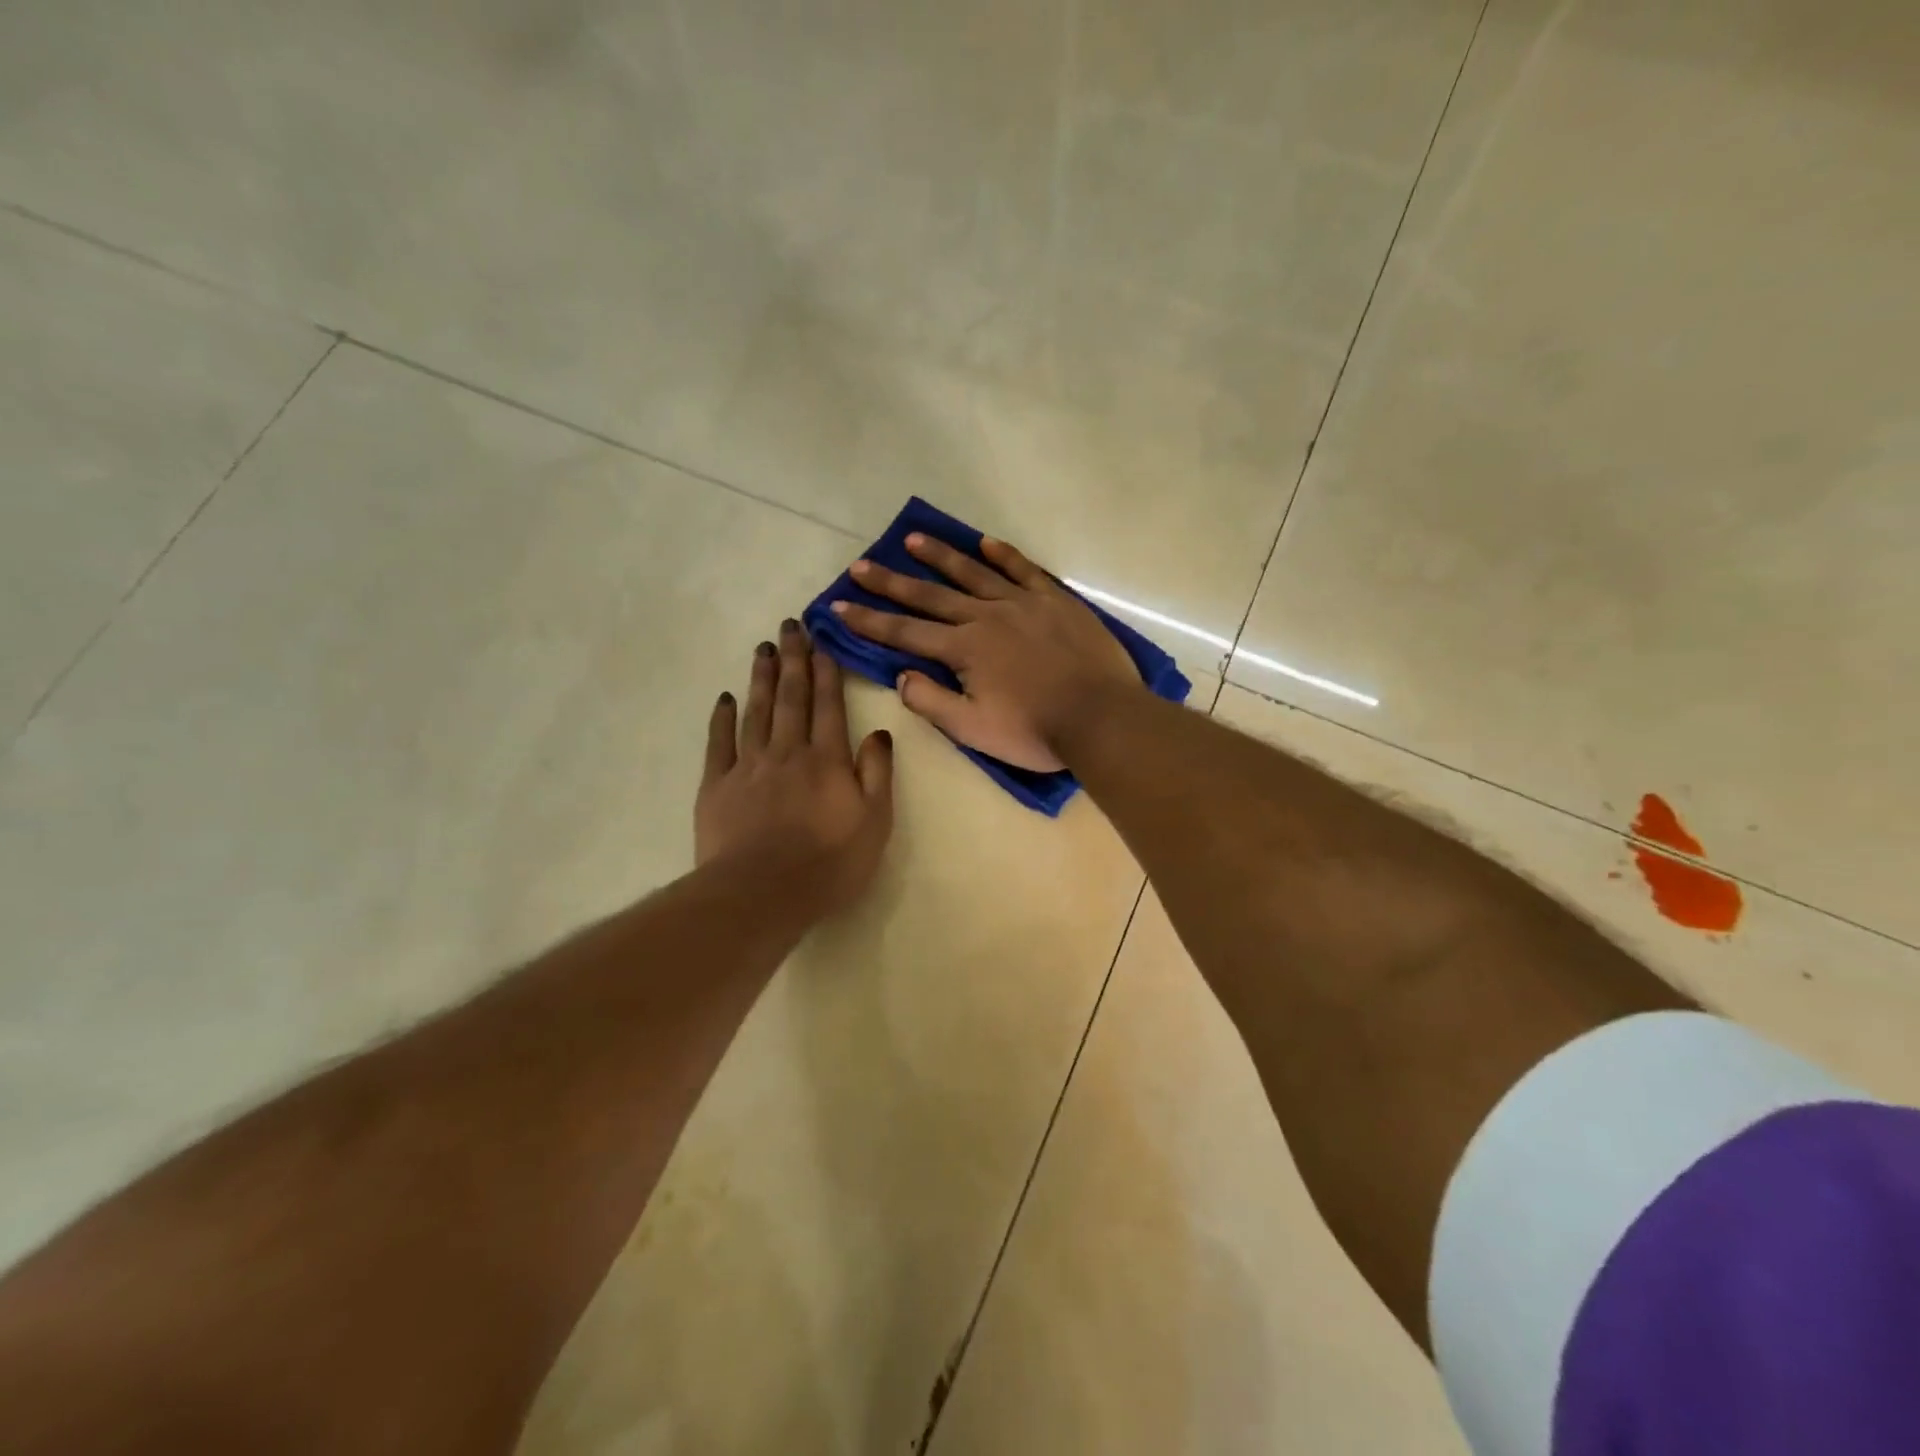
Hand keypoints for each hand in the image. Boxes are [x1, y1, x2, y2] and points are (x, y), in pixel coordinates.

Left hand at [696, 620, 894, 916]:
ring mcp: (749, 766)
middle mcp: (788, 752)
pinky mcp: (717, 785)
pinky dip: (723, 717)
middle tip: (789, 625)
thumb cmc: (829, 863)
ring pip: (757, 711)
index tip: (821, 642)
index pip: (828, 706)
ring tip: (763, 648)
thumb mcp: (875, 822)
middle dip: (792, 659)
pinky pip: (720, 743)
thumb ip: (878, 774)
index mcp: (828, 760)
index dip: (826, 672)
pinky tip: (726, 697)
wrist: (762, 893)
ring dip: (761, 678)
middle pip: (791, 698)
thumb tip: (880, 733)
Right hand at [829, 535, 1143, 770]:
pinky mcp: (1056, 600)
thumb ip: (932, 702)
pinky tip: (984, 543)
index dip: (868, 620)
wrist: (1100, 717)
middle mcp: (986, 616)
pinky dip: (1003, 555)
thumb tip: (902, 676)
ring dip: (939, 557)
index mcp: (964, 649)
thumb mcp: (973, 729)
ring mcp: (1023, 603)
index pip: (904, 632)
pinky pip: (1024, 570)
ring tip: (911, 539)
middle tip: (860, 565)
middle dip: (891, 582)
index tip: (837, 606)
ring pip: (973, 573)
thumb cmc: (1034, 731)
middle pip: (930, 595)